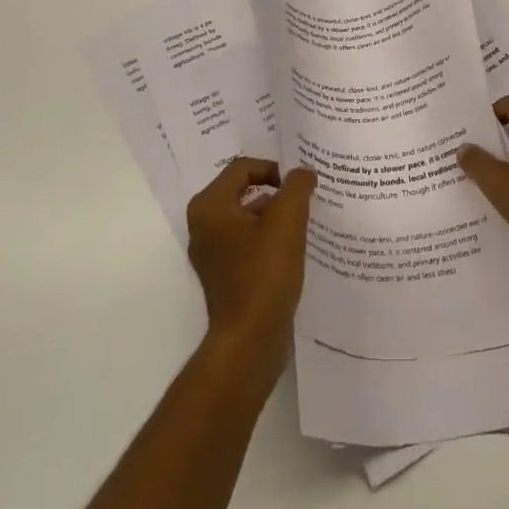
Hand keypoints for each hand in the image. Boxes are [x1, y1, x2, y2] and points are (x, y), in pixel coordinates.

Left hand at [185, 158, 316, 367]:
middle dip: (276, 192)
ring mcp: (212, 253)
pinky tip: (293, 248)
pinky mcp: (224, 275)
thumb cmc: (264, 273)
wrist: (250, 340)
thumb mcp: (287, 220)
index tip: (300, 185)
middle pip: (244, 190)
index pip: (243, 167)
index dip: (274, 169)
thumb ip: (296, 186)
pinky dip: (269, 238)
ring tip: (304, 221)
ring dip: (275, 215)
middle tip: (305, 197)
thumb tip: (303, 172)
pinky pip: (247, 242)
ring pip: (247, 217)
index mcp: (209, 207)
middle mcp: (203, 226)